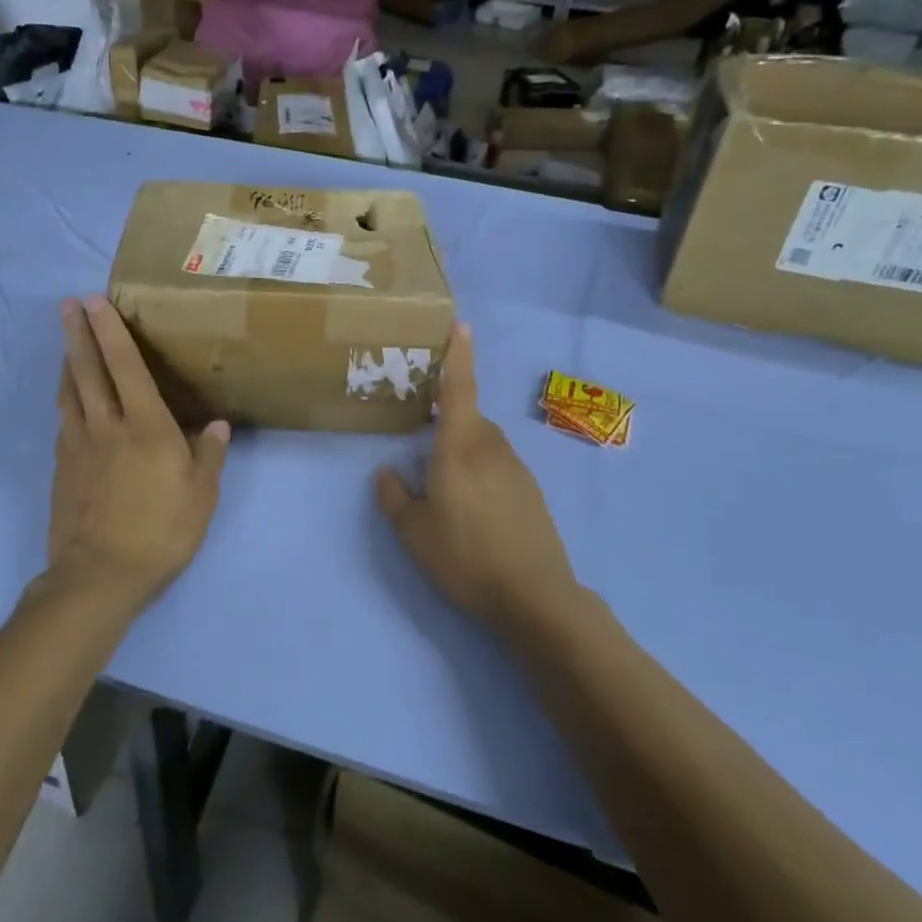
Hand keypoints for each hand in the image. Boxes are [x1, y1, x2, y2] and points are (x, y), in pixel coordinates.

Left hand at [46, 296, 229, 615]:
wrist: (99, 577)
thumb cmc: (160, 533)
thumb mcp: (201, 497)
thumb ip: (208, 455)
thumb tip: (217, 424)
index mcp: (145, 428)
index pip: (125, 368)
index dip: (111, 332)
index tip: (96, 302)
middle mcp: (106, 426)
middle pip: (88, 370)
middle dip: (78, 334)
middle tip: (68, 304)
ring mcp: (77, 446)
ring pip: (70, 392)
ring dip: (67, 360)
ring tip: (65, 339)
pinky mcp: (61, 467)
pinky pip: (64, 419)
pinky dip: (66, 397)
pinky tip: (68, 396)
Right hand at [376, 324, 578, 632]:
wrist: (534, 596)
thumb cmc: (465, 556)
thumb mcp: (413, 532)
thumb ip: (394, 496)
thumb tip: (387, 472)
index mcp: (460, 446)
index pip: (459, 388)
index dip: (459, 355)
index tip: (461, 325)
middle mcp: (491, 447)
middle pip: (468, 421)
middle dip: (448, 428)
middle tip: (426, 456)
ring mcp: (517, 468)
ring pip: (483, 446)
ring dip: (464, 457)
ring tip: (449, 498)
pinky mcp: (532, 491)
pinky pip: (499, 468)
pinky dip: (483, 477)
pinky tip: (476, 516)